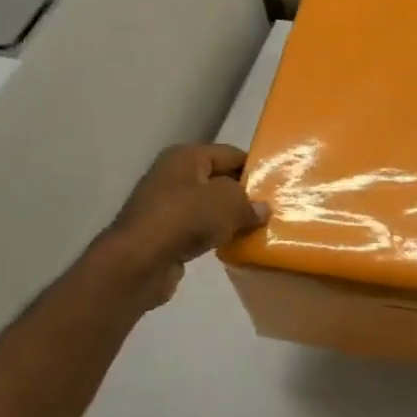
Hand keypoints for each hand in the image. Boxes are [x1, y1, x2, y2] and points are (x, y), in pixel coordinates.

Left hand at [101, 143, 269, 310]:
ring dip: (231, 218)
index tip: (278, 185)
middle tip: (273, 209)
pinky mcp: (166, 234)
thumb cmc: (184, 219)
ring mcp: (167, 206)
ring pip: (210, 207)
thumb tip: (261, 210)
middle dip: (245, 195)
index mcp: (186, 157)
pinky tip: (235, 245)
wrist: (138, 262)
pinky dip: (216, 235)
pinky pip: (200, 229)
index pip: (230, 154)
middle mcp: (174, 176)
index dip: (254, 168)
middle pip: (220, 180)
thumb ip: (250, 203)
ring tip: (259, 229)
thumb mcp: (228, 202)